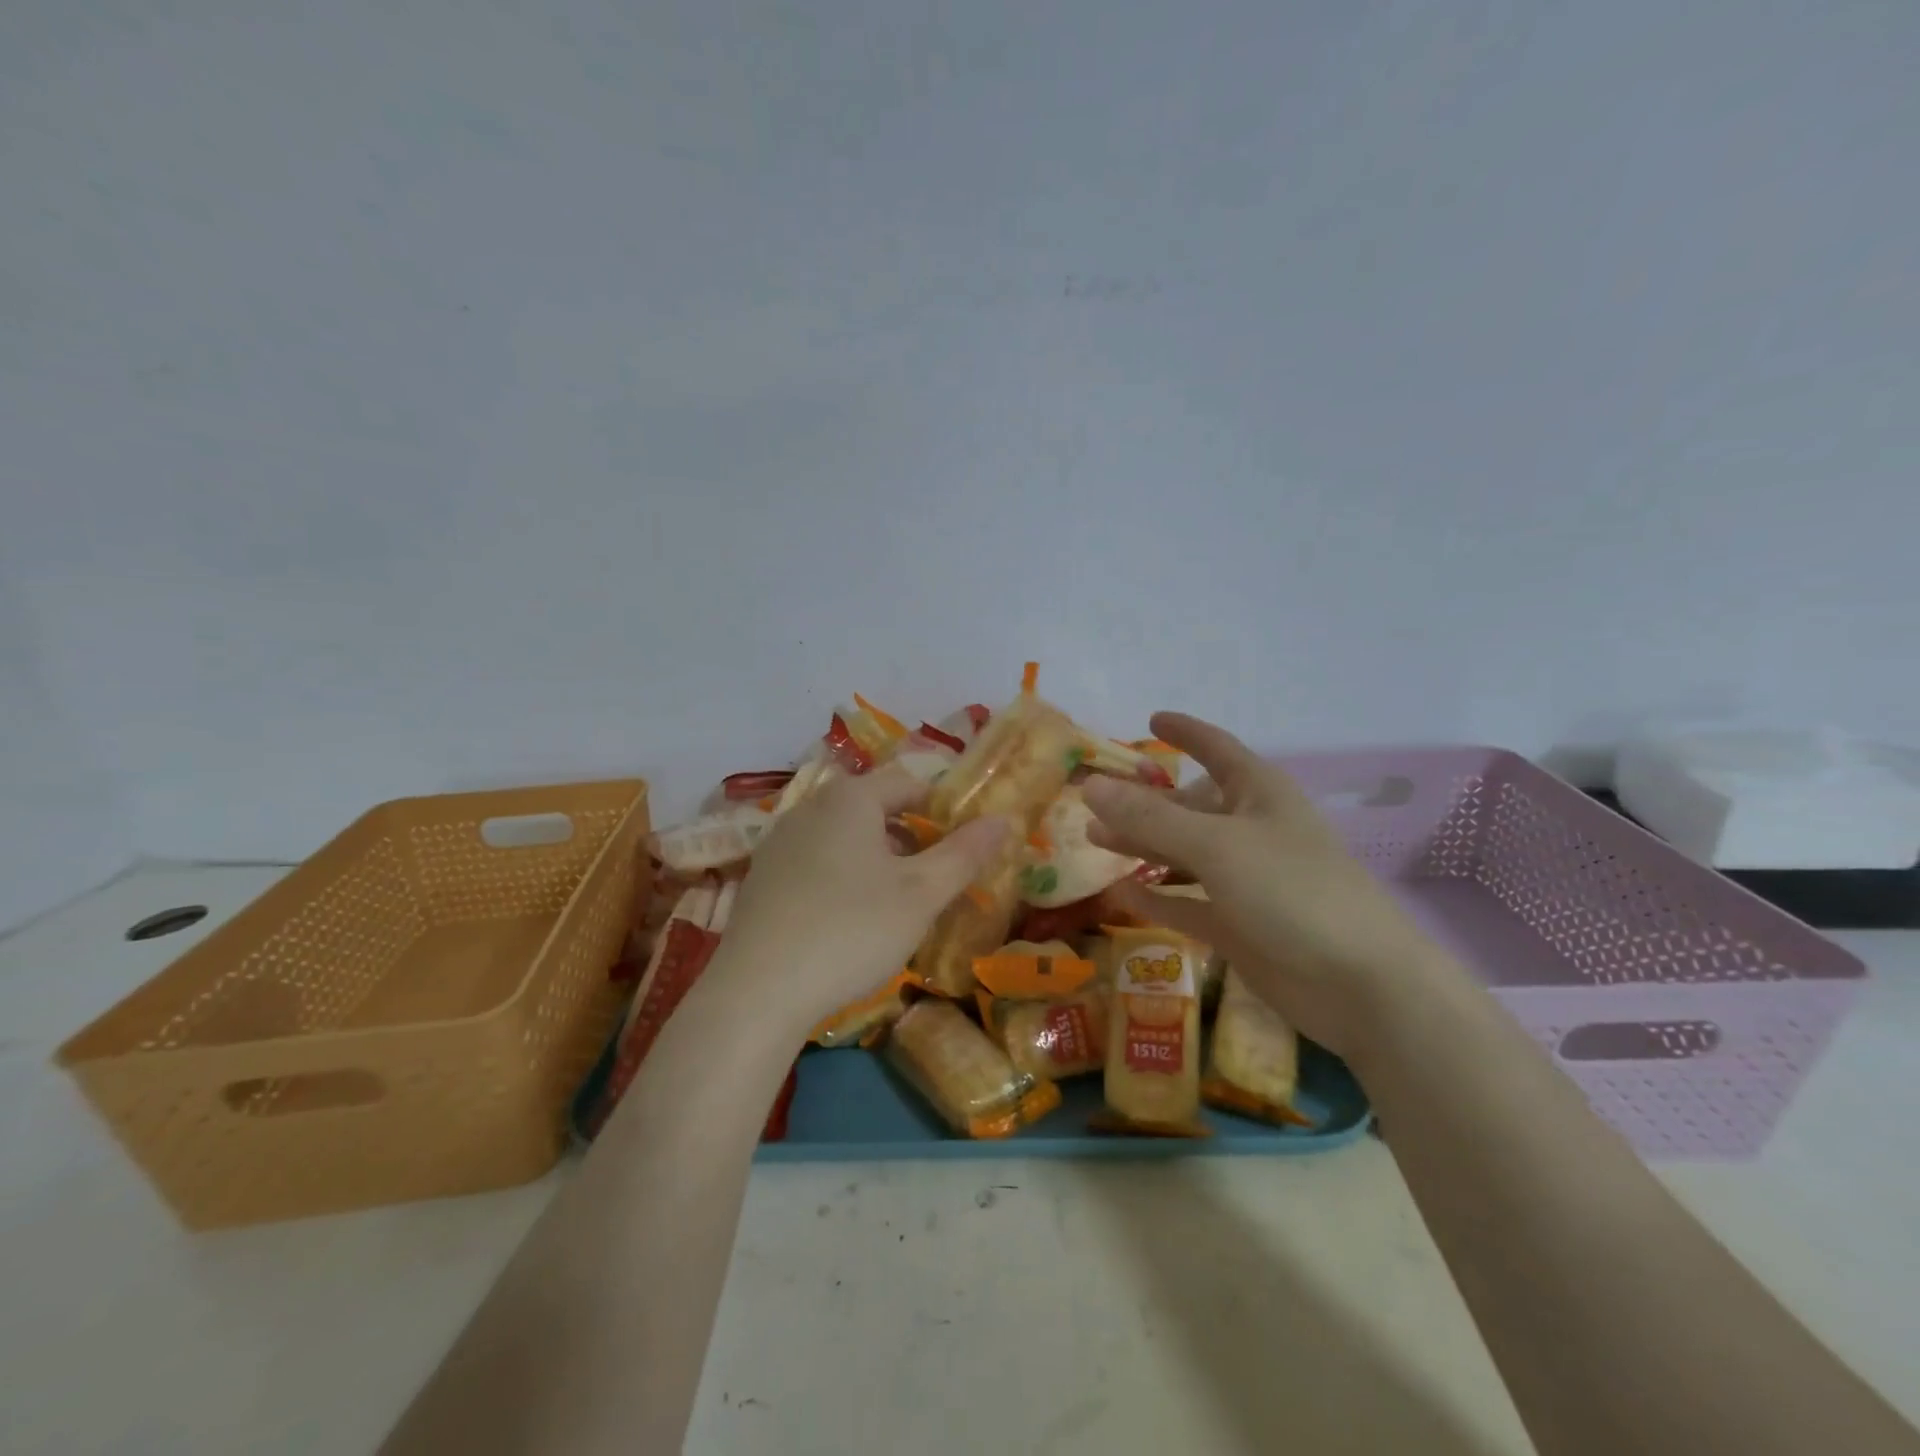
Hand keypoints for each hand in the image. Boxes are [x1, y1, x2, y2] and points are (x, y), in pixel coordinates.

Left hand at [713, 764, 1008, 1029]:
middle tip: (935, 878)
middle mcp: (811, 806)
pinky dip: (842, 875)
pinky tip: (847, 919)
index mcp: (851, 797)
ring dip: (877, 857)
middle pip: (874, 807)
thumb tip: (1002, 820)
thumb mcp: (921, 894)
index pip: (910, 783)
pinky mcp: (762, 876)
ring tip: (896, 902)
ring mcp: (780, 841)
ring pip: (844, 835)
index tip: (963, 846)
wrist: (758, 990)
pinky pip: (816, 860)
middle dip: (910, 836)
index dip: (943, 808)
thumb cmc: (852, 930)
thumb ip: (964, 853)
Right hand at [1082, 712, 1452, 1058]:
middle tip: (1092, 800)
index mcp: (1258, 794)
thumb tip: (1090, 786)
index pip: (1216, 749)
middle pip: (1188, 807)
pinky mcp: (1238, 925)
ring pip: (1182, 855)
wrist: (1360, 985)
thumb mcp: (1216, 845)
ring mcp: (1245, 881)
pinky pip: (1187, 904)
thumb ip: (1150, 818)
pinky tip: (1121, 895)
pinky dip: (1157, 898)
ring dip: (1141, 847)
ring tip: (1093, 840)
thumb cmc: (1291, 891)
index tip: (1152, 719)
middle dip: (1144, 802)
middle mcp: (1250, 830)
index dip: (1186, 732)